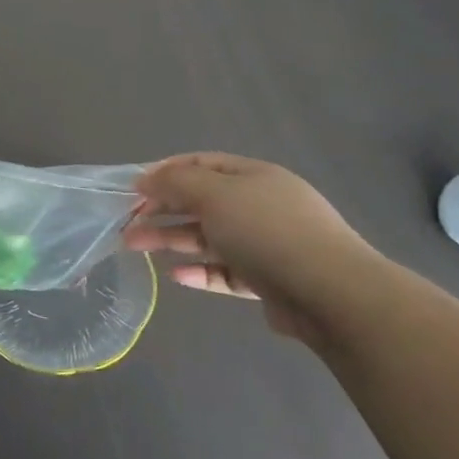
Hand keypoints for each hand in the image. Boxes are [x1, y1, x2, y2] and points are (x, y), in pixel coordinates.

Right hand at [124, 153, 385, 344]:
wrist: (332, 294)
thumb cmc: (267, 231)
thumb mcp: (215, 194)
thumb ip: (176, 183)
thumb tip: (147, 179)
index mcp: (254, 176)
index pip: (202, 164)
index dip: (165, 172)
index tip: (132, 188)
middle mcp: (261, 206)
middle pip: (201, 202)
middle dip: (161, 209)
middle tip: (126, 222)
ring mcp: (267, 244)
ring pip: (209, 237)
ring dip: (171, 240)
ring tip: (135, 248)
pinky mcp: (269, 281)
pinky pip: (225, 271)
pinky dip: (199, 271)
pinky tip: (175, 276)